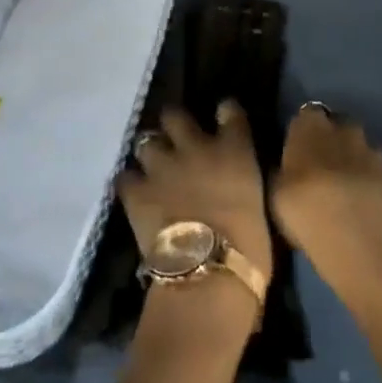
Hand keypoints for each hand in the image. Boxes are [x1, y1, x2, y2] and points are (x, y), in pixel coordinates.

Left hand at [118, 102, 273, 287]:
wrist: (209, 271)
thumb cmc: (250, 246)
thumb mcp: (257, 203)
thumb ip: (241, 183)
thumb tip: (233, 185)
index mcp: (235, 150)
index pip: (230, 112)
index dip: (225, 111)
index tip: (224, 114)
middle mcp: (196, 147)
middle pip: (175, 115)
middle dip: (174, 123)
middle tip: (175, 138)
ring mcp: (163, 166)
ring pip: (145, 141)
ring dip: (150, 153)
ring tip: (153, 167)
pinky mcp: (136, 190)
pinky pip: (124, 177)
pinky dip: (129, 184)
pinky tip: (134, 193)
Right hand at [271, 103, 381, 279]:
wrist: (354, 235)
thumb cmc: (303, 208)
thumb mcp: (276, 190)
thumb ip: (284, 170)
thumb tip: (287, 167)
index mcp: (311, 126)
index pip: (307, 114)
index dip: (305, 131)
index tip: (299, 151)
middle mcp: (345, 129)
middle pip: (340, 127)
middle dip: (335, 142)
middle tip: (324, 169)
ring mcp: (375, 152)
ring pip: (364, 150)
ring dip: (356, 163)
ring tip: (348, 192)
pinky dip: (376, 186)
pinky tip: (368, 208)